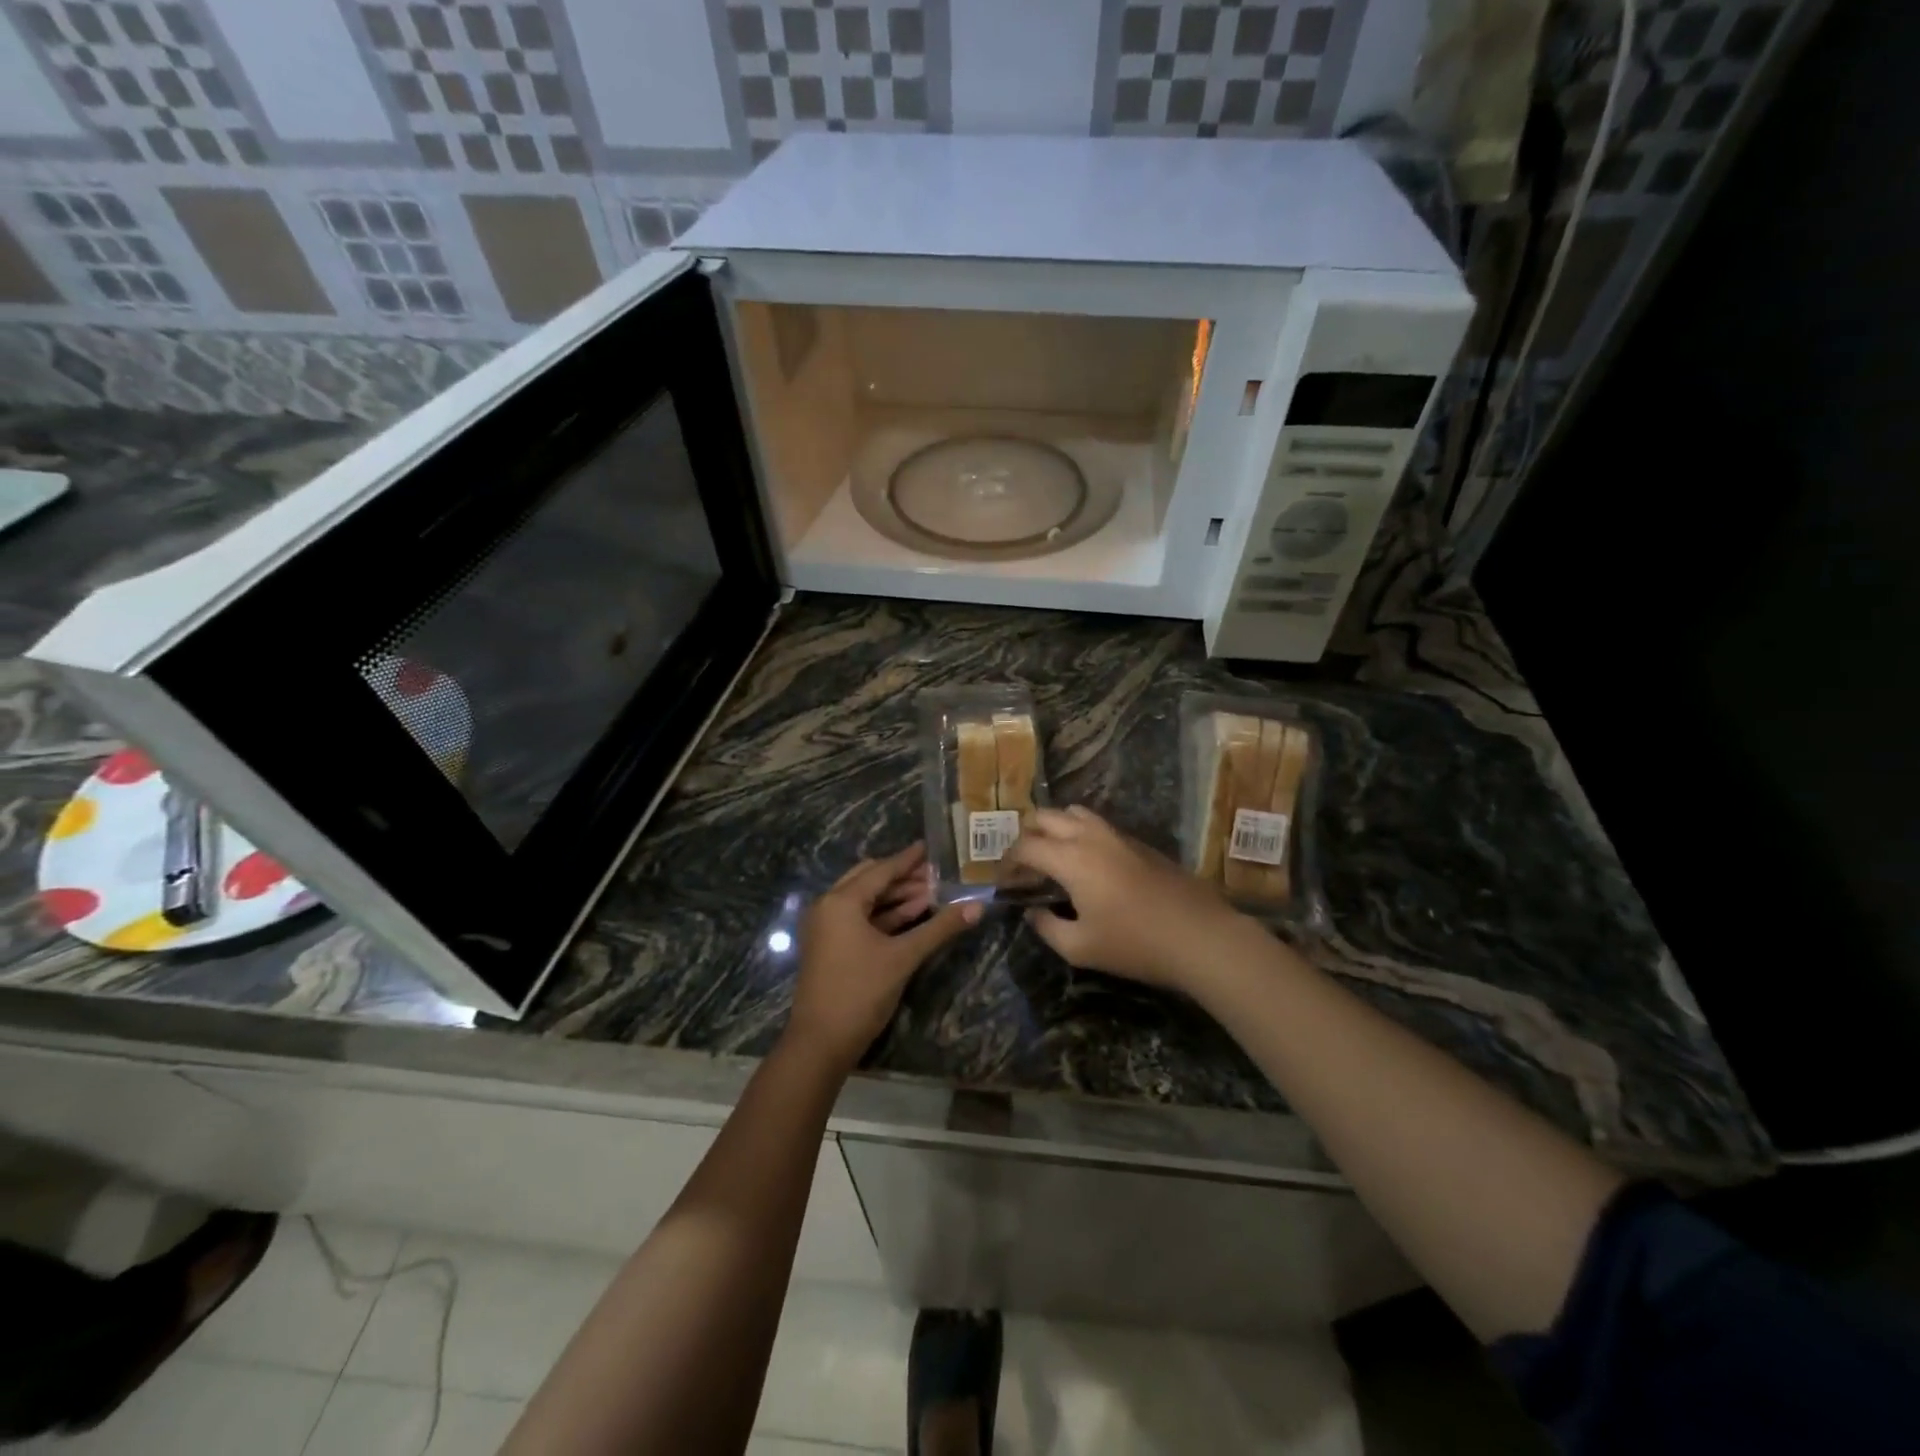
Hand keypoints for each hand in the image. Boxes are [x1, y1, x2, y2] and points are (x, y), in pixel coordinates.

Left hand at [786, 843, 980, 1070]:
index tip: (929, 847)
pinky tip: (912, 916)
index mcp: (841, 901)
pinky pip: (860, 919)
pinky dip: (884, 916)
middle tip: (935, 874)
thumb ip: (940, 928)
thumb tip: (977, 906)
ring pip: (865, 901)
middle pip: (870, 880)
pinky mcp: (831, 947)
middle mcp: (829, 906)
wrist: (821, 1042)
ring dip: (896, 897)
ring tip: (931, 894)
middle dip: (903, 878)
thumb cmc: (860, 992)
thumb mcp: (904, 957)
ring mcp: (827, 928)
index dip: (908, 859)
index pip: (881, 871)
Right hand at [1003, 807, 1254, 992]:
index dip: (1007, 862)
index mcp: (1070, 859)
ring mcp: (1117, 835)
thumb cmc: (1135, 944)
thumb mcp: (1080, 948)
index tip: (1002, 881)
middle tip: (1022, 865)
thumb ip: (1047, 927)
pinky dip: (1079, 833)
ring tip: (1051, 856)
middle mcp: (1090, 836)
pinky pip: (1097, 824)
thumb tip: (1032, 911)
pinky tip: (1086, 864)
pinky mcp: (1138, 842)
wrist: (1200, 936)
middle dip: (1025, 835)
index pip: (1025, 846)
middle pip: (1045, 816)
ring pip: (1074, 813)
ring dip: (1054, 827)